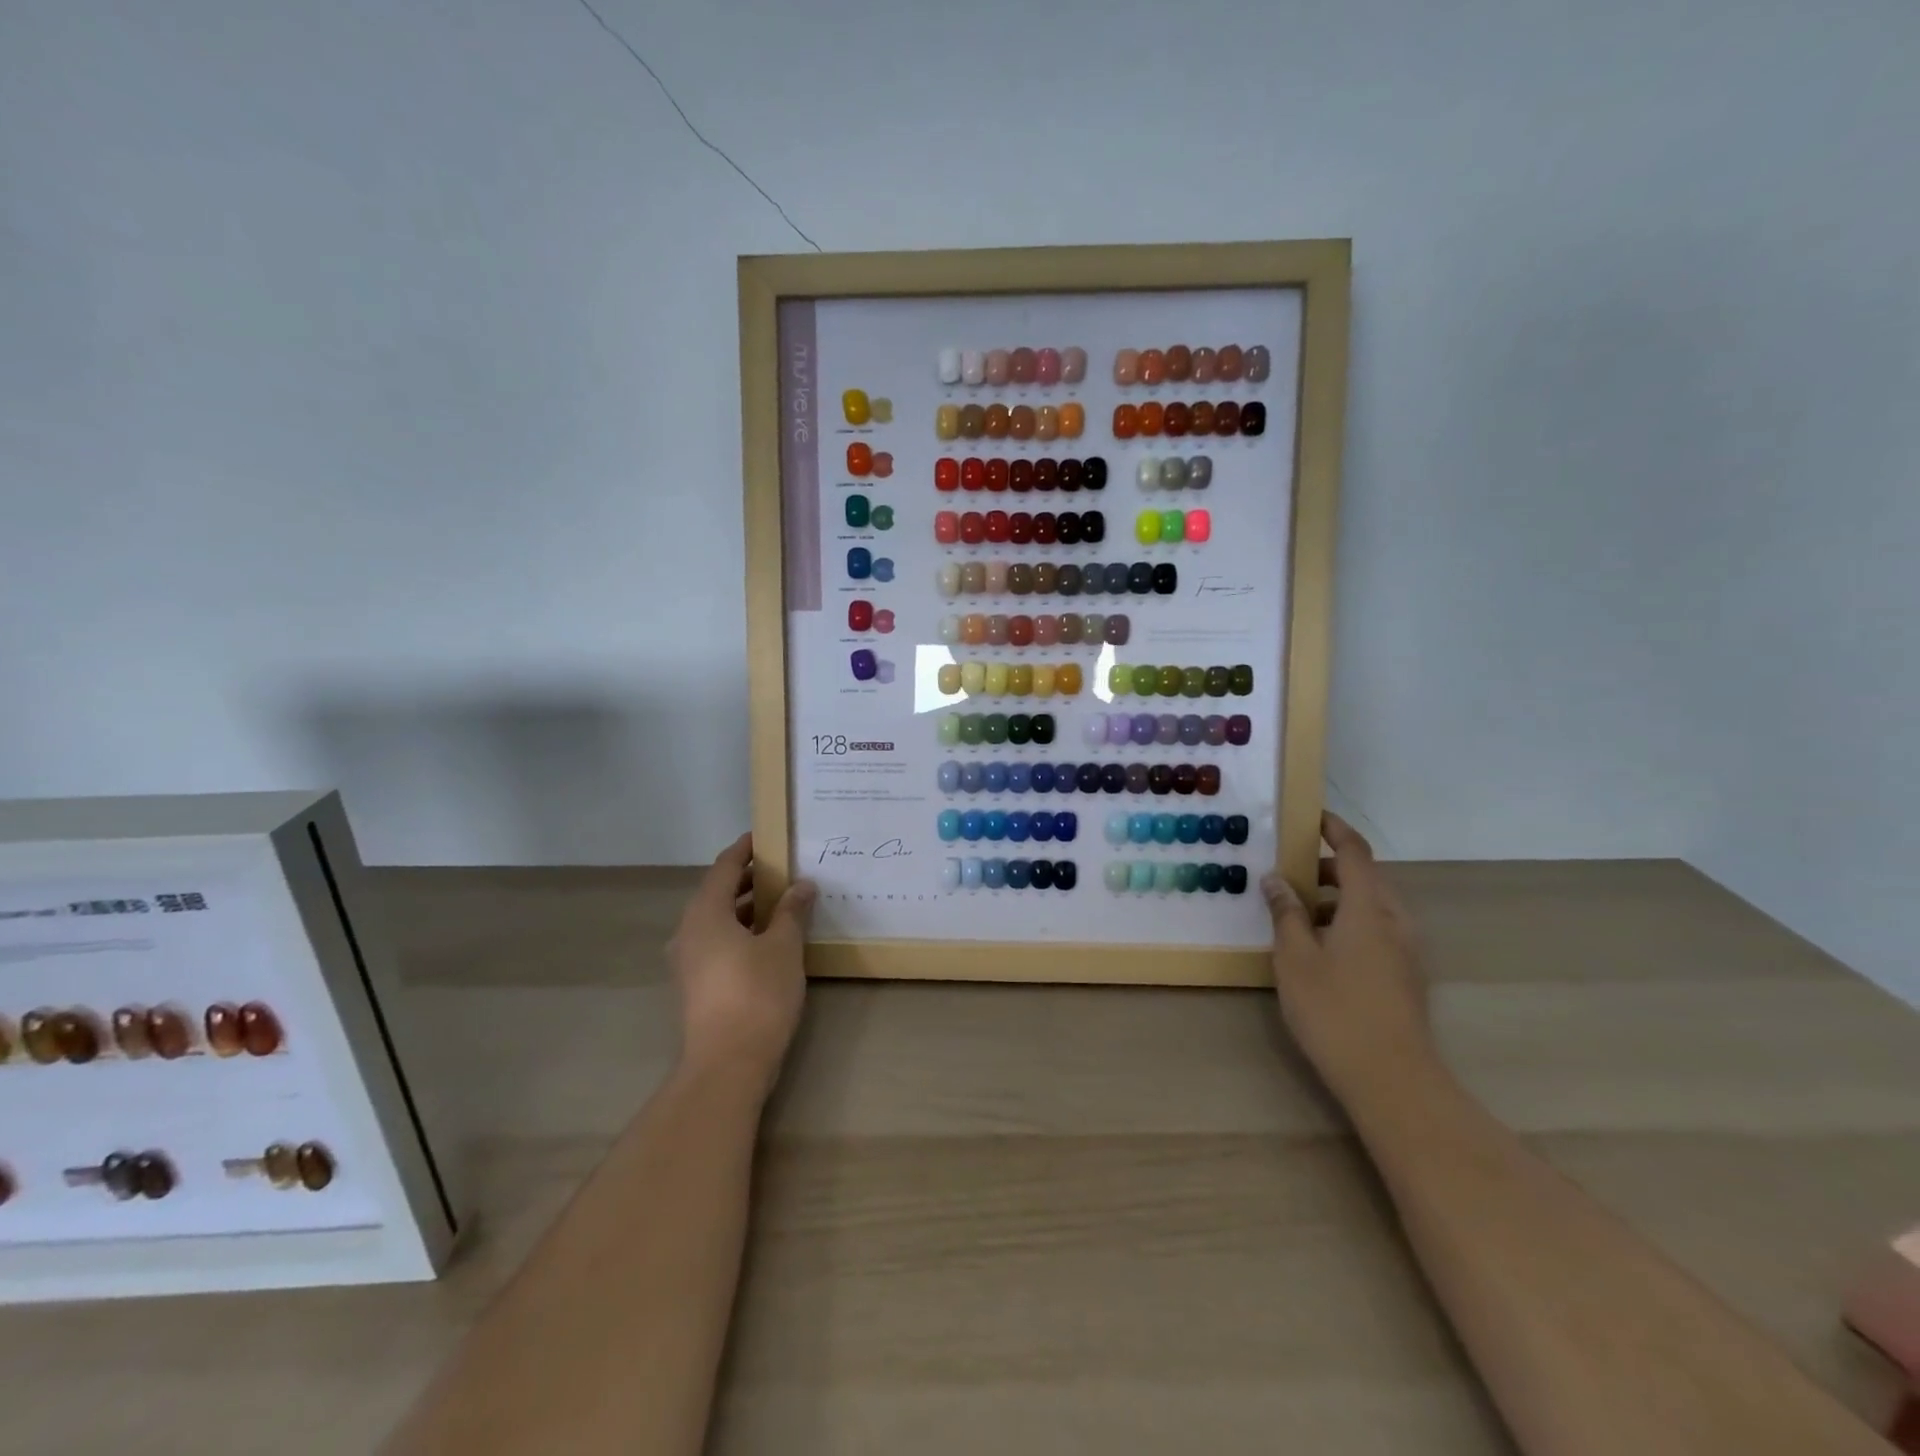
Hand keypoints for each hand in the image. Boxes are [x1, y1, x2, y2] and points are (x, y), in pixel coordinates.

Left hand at [666, 834, 814, 1096]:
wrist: (727, 1064)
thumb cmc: (757, 994)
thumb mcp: (783, 946)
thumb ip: (791, 911)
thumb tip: (802, 885)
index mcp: (704, 913)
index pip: (724, 867)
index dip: (745, 849)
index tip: (765, 836)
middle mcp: (688, 932)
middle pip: (716, 892)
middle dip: (748, 879)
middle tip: (782, 869)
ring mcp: (687, 962)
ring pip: (716, 921)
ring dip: (744, 908)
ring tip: (780, 902)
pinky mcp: (694, 986)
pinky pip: (716, 943)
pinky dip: (739, 932)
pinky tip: (767, 940)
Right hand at [1262, 813, 1431, 1101]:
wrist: (1393, 1080)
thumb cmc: (1335, 1010)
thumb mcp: (1295, 958)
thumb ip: (1285, 913)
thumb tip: (1276, 879)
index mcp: (1368, 908)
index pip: (1354, 852)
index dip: (1334, 829)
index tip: (1311, 817)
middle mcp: (1394, 921)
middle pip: (1364, 878)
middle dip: (1327, 869)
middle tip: (1289, 874)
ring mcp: (1406, 950)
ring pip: (1370, 907)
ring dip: (1336, 900)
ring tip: (1296, 916)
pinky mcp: (1406, 976)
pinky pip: (1376, 931)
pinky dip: (1348, 923)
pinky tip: (1319, 950)